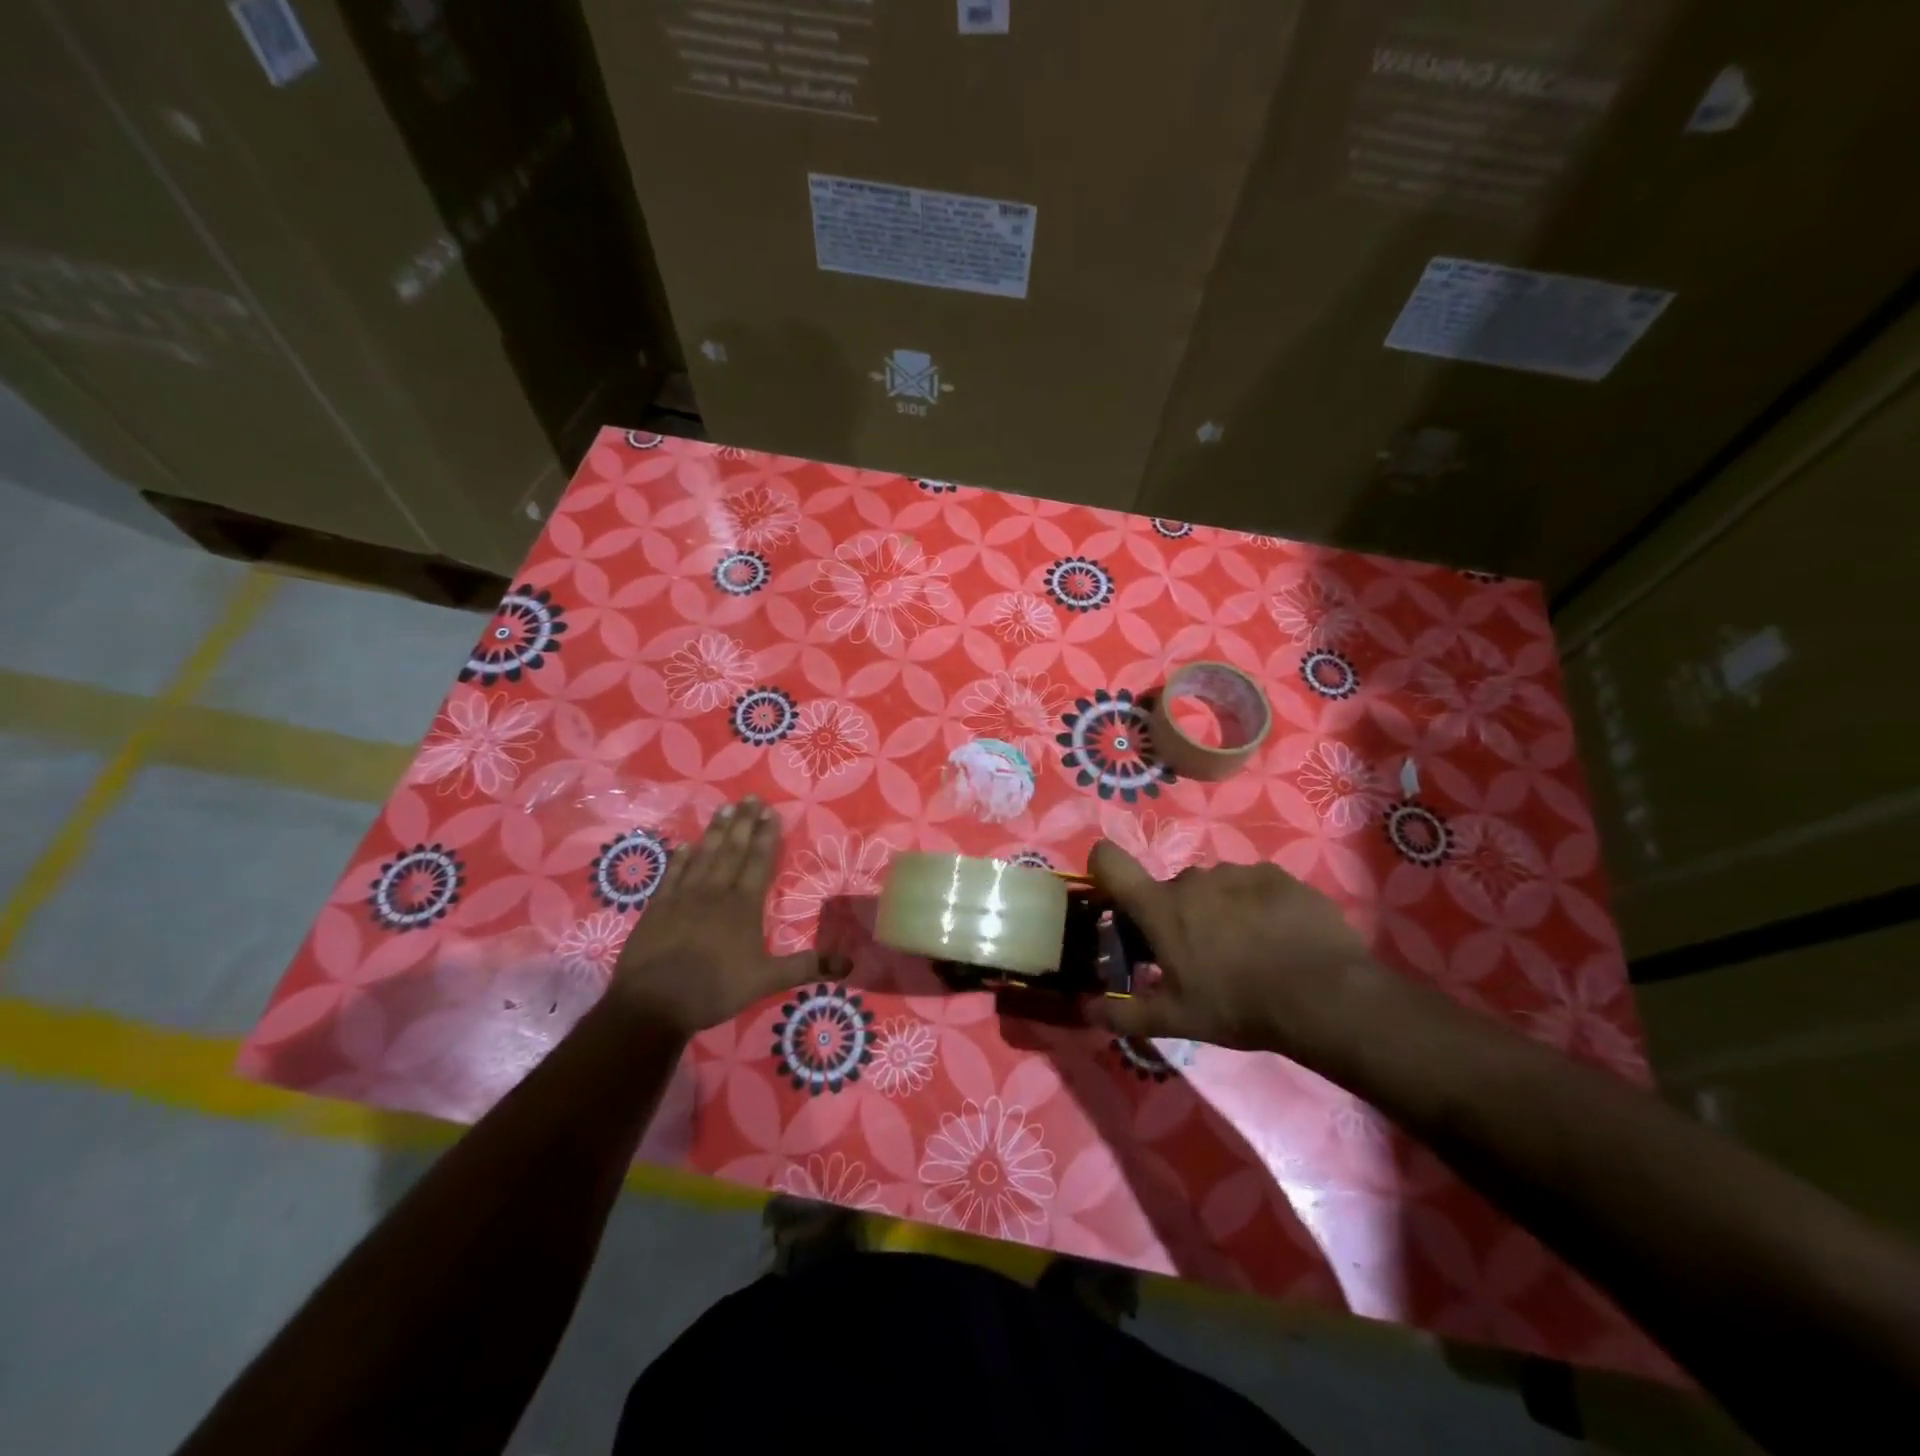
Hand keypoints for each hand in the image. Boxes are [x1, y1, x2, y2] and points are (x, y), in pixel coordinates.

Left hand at [610, 798, 825, 1038]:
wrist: (654, 1002)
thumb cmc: (715, 988)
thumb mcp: (766, 981)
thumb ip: (806, 967)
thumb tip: (849, 966)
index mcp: (744, 905)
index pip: (759, 862)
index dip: (766, 836)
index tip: (770, 811)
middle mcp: (715, 892)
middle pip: (733, 850)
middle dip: (744, 823)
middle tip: (750, 797)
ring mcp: (684, 896)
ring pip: (704, 855)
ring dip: (716, 831)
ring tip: (725, 808)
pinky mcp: (658, 907)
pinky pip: (673, 874)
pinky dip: (681, 857)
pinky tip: (686, 844)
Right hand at [1088, 841, 1378, 1059]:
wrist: (1324, 996)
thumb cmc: (1237, 1005)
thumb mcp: (1175, 1020)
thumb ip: (1123, 1012)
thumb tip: (1082, 1009)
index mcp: (1160, 907)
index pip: (1109, 860)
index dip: (1103, 868)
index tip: (1115, 897)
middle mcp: (1192, 879)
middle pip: (1170, 889)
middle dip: (1176, 916)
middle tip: (1198, 956)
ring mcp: (1236, 872)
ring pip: (1213, 887)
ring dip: (1217, 911)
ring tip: (1245, 951)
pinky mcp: (1276, 875)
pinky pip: (1251, 886)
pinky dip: (1255, 906)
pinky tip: (1277, 939)